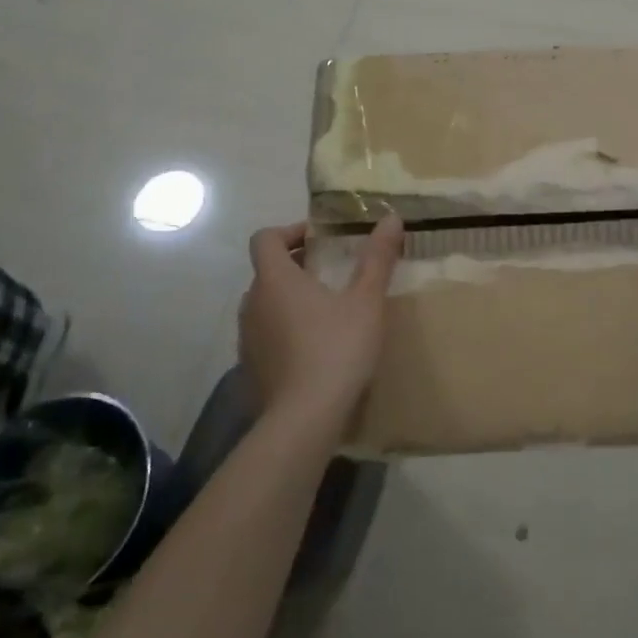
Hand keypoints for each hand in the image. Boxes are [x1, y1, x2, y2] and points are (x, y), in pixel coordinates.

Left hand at [238, 216, 404, 431]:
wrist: (304, 420)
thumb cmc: (336, 349)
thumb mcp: (366, 300)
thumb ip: (377, 257)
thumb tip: (390, 217)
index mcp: (275, 279)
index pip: (265, 239)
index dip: (289, 232)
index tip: (319, 239)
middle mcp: (252, 303)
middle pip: (266, 271)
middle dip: (296, 266)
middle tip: (332, 273)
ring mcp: (247, 339)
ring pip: (264, 305)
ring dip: (289, 299)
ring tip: (325, 311)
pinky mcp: (250, 369)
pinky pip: (265, 336)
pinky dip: (284, 331)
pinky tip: (313, 349)